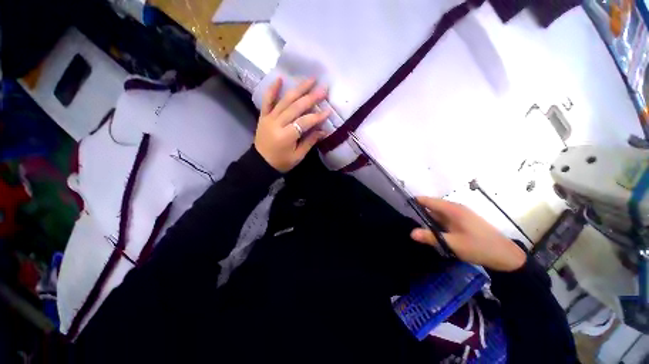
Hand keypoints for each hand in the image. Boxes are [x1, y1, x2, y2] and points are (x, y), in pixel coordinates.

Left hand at [254, 77, 329, 172]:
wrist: (260, 163)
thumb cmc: (281, 162)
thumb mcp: (298, 156)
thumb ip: (310, 141)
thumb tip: (323, 130)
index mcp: (286, 136)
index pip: (304, 122)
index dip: (317, 117)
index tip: (328, 111)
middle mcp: (277, 123)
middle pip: (295, 107)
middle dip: (311, 98)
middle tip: (323, 89)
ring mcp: (269, 118)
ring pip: (285, 100)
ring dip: (298, 89)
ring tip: (310, 79)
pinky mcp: (263, 116)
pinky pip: (267, 100)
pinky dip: (272, 89)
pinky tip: (280, 78)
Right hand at [410, 197, 526, 271]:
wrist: (505, 255)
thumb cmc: (478, 247)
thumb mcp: (452, 244)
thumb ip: (431, 237)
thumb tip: (411, 232)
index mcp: (452, 209)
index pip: (428, 200)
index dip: (415, 201)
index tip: (402, 206)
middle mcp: (455, 208)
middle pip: (432, 205)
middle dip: (419, 211)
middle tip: (407, 219)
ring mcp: (460, 214)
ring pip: (438, 212)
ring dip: (428, 218)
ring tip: (416, 225)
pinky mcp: (463, 220)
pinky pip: (444, 217)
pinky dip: (436, 222)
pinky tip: (432, 230)